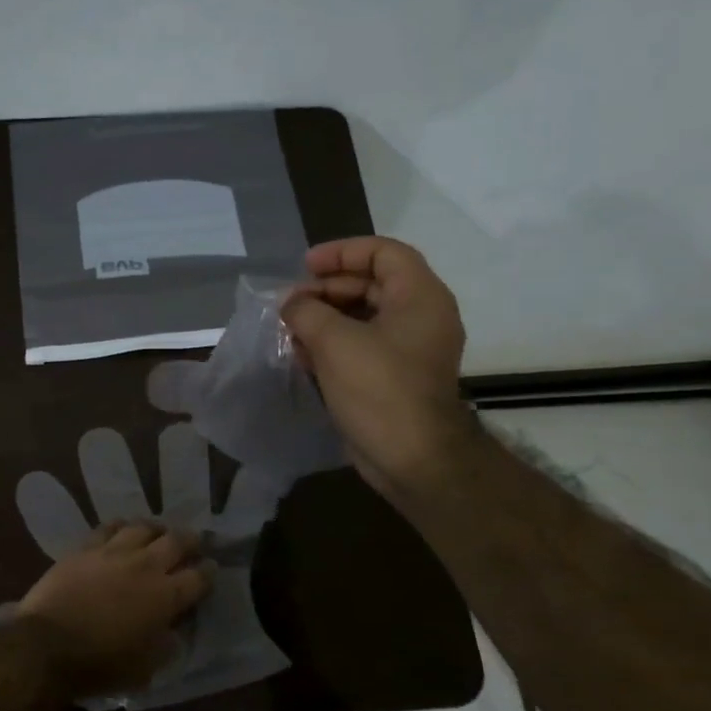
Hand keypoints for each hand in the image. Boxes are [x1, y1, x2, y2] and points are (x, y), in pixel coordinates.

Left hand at [15, 522, 212, 698]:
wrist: (47, 645)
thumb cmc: (100, 665)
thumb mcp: (145, 669)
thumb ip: (165, 646)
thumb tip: (173, 632)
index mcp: (166, 597)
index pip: (198, 577)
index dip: (208, 572)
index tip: (211, 568)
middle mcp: (146, 566)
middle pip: (177, 541)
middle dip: (191, 540)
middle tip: (194, 542)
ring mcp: (115, 552)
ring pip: (144, 527)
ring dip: (157, 529)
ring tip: (159, 532)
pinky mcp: (86, 547)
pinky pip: (110, 527)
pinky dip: (122, 526)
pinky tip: (123, 530)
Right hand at [280, 236, 475, 511]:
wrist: (412, 458)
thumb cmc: (379, 388)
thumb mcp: (334, 342)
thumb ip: (306, 311)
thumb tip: (291, 303)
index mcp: (419, 296)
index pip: (383, 252)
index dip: (342, 252)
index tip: (305, 267)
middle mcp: (420, 317)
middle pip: (371, 284)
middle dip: (327, 290)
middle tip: (291, 303)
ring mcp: (409, 349)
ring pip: (363, 318)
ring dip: (325, 319)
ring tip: (290, 329)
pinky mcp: (395, 377)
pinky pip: (362, 347)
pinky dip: (333, 345)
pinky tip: (302, 355)